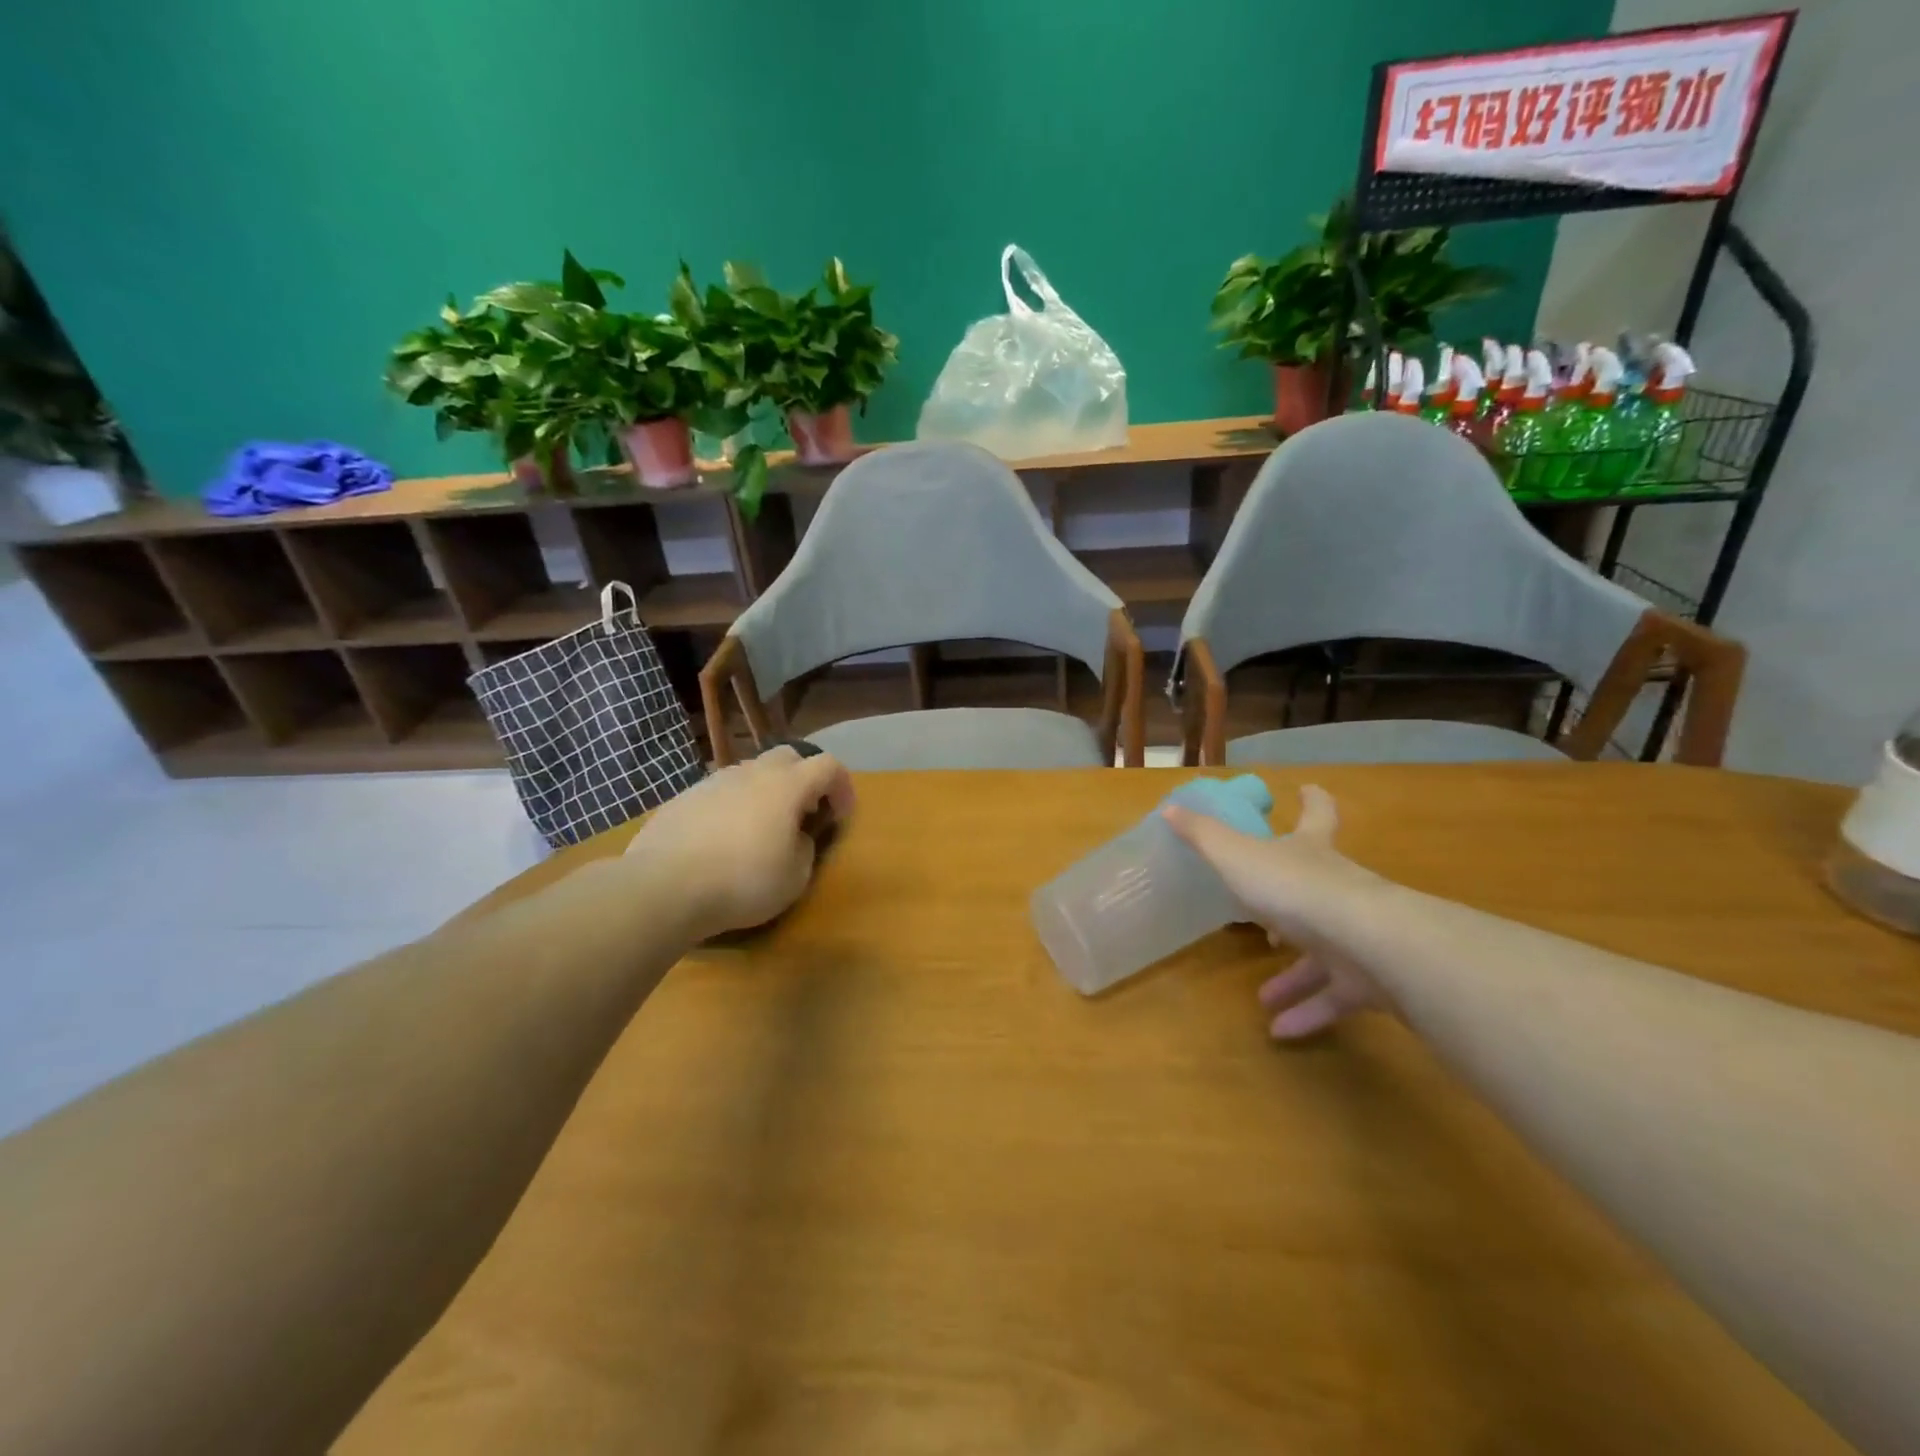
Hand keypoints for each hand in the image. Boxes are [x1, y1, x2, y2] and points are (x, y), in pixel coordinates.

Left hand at [624, 747, 854, 937]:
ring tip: (761, 829)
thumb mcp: (795, 877)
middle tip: (804, 814)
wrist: (663, 887)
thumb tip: (796, 837)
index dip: (842, 786)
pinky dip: (733, 806)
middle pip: (789, 757)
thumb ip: (805, 848)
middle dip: (804, 780)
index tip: (841, 815)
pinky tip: (722, 840)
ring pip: (750, 773)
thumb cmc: (742, 881)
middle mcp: (751, 773)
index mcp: (787, 786)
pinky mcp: (683, 798)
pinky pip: (720, 792)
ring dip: (766, 792)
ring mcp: (713, 781)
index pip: (828, 766)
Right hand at [1163, 785, 1391, 1039]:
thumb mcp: (1237, 856)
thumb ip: (1203, 835)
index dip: (1312, 801)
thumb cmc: (1296, 888)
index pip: (1317, 816)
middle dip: (1289, 910)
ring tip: (1263, 996)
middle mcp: (1338, 889)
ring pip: (1322, 956)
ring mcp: (1358, 936)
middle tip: (1266, 926)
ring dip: (1293, 977)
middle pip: (1317, 891)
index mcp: (1310, 854)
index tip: (1309, 790)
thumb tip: (1170, 807)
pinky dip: (1308, 1013)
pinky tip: (1279, 1030)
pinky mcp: (1370, 980)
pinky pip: (1333, 998)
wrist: (1370, 944)